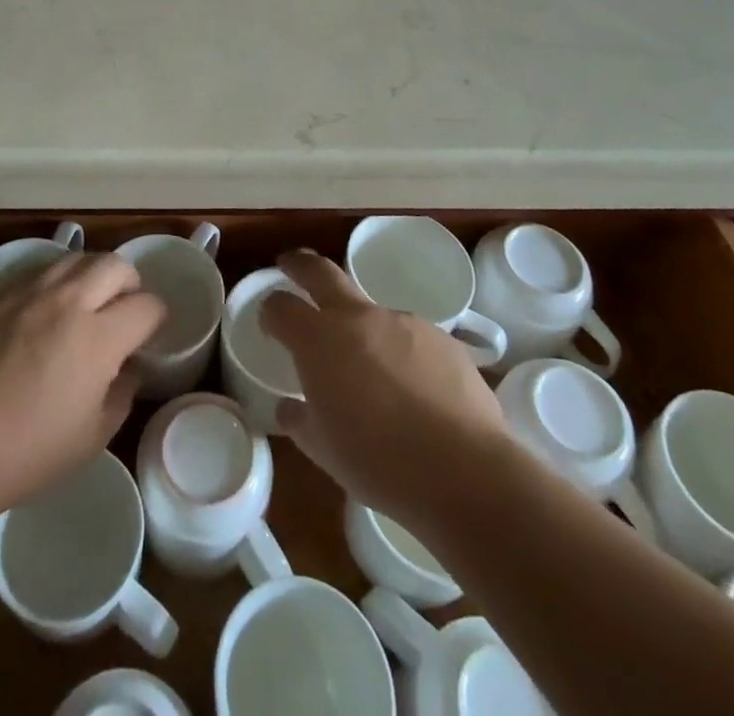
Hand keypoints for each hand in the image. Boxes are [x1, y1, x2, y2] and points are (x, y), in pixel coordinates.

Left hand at [0, 252, 164, 521]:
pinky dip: (55, 281)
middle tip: (123, 310)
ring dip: (92, 275)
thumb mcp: (92, 437)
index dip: (157, 318)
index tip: (150, 334)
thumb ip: (121, 393)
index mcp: (98, 337)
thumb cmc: (27, 452)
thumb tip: (129, 367)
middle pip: (115, 264)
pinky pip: (38, 270)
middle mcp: (68, 301)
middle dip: (130, 283)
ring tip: (86, 303)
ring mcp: (28, 292)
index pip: (147, 305)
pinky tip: (46, 309)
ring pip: (76, 258)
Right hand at [260, 249, 508, 525]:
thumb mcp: (324, 450)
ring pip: (371, 312)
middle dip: (300, 265)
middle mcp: (358, 317)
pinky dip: (402, 354)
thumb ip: (300, 421)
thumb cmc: (378, 462)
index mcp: (319, 340)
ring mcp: (403, 321)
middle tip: (290, 265)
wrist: (463, 470)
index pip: (281, 307)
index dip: (270, 311)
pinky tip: (415, 391)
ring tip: (373, 373)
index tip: (270, 323)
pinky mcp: (441, 337)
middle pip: (320, 272)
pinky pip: (410, 338)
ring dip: (362, 329)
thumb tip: (289, 407)